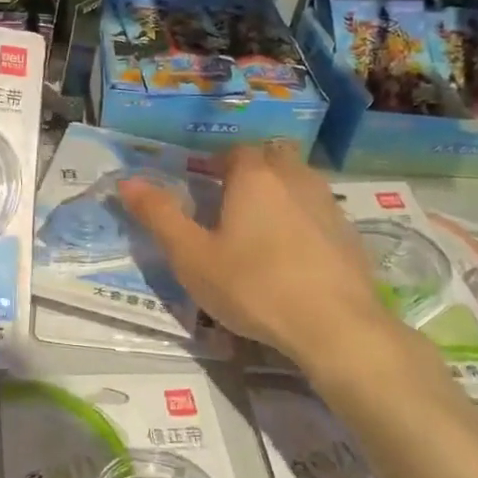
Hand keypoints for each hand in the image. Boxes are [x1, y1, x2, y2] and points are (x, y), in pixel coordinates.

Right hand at [119, 144, 407, 378]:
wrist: (335, 326)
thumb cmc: (253, 285)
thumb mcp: (191, 256)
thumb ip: (159, 215)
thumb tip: (126, 181)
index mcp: (253, 177)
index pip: (235, 151)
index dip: (217, 164)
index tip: (203, 185)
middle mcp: (294, 178)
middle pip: (272, 157)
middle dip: (252, 169)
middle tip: (232, 201)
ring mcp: (328, 205)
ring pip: (300, 182)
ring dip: (280, 192)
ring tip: (261, 227)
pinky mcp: (350, 235)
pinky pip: (320, 213)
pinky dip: (304, 221)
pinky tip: (293, 255)